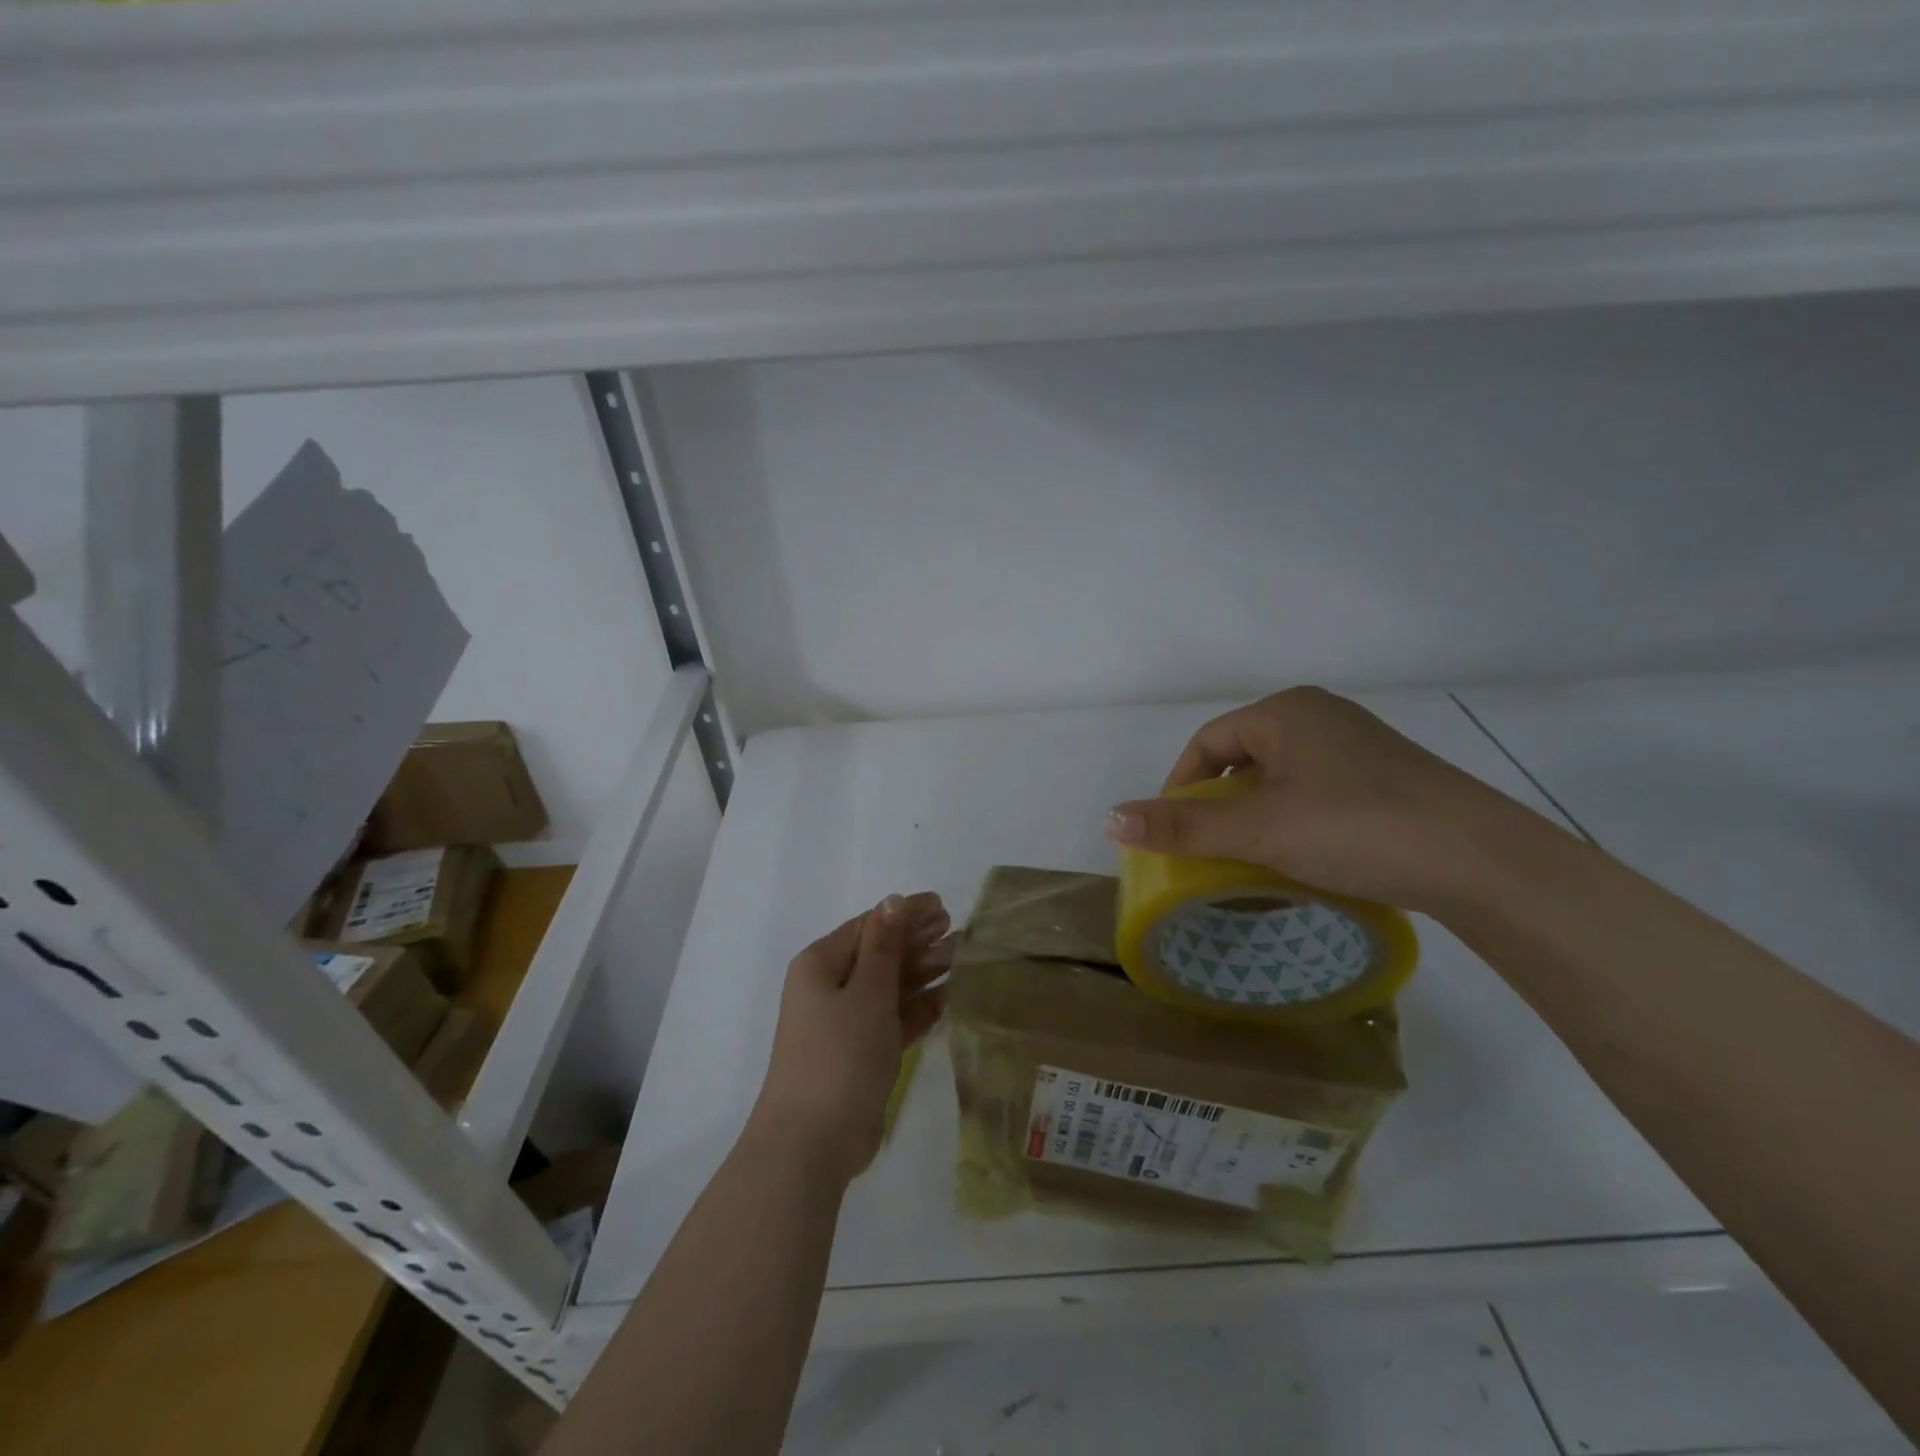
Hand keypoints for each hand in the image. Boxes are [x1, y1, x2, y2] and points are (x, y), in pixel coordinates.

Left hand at [750, 892, 951, 1185]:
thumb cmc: (840, 1053)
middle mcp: (830, 988)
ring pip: (889, 987)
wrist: (813, 1141)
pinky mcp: (861, 1054)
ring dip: (923, 972)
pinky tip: (948, 997)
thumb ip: (884, 946)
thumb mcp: (867, 991)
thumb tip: (892, 901)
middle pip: (879, 954)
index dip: (905, 914)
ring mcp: (845, 1023)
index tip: (944, 906)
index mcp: (821, 964)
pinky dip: (918, 1007)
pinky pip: (893, 1019)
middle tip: (958, 932)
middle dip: (918, 942)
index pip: (869, 926)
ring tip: (961, 958)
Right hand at [1104, 687, 1555, 915]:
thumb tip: (1109, 819)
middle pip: (1243, 761)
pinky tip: (1301, 861)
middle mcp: (1320, 718)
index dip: (1179, 787)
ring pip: (1280, 782)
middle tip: (1208, 853)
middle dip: (1218, 808)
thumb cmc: (1356, 828)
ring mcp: (1358, 748)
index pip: (1208, 742)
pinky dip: (1293, 825)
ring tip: (1250, 863)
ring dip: (1255, 820)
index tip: (1173, 834)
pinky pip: (1315, 795)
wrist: (1484, 862)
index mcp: (1286, 712)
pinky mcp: (1385, 780)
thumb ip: (1183, 827)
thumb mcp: (1260, 830)